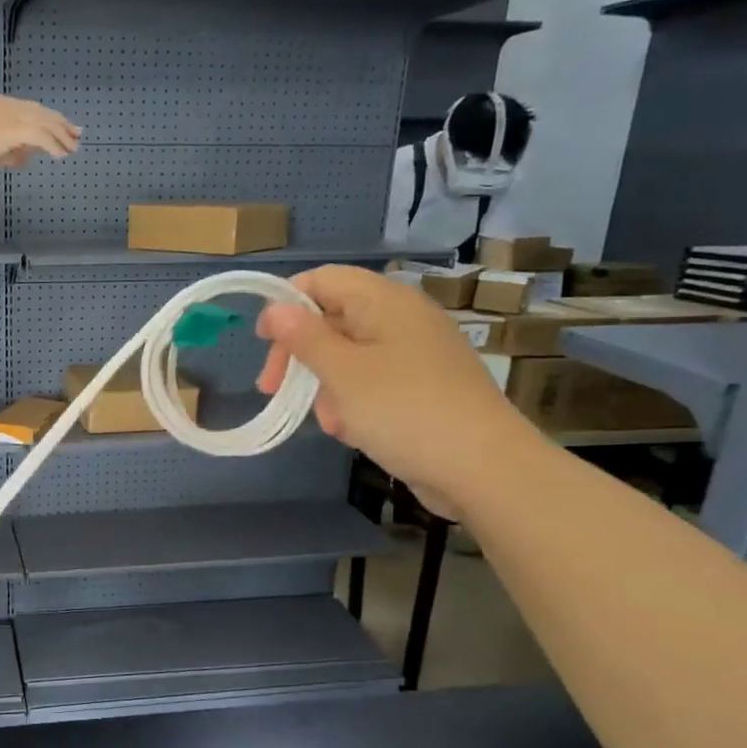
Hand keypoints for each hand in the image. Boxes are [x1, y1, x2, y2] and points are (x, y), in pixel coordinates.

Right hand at [0, 96, 80, 169]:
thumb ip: (7, 151)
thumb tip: (23, 159)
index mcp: (2, 105)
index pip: (32, 110)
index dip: (49, 118)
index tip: (62, 127)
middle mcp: (10, 106)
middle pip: (43, 113)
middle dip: (61, 124)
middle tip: (77, 134)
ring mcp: (12, 116)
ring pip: (45, 123)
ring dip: (61, 136)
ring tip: (73, 148)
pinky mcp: (13, 129)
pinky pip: (40, 136)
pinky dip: (53, 145)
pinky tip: (60, 155)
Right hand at [255, 266, 540, 519]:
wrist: (484, 468)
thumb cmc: (404, 410)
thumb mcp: (342, 372)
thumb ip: (304, 337)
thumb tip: (275, 307)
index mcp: (385, 302)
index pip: (324, 280)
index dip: (287, 303)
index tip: (262, 342)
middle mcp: (402, 319)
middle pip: (333, 318)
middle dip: (300, 353)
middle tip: (272, 388)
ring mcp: (416, 354)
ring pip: (350, 355)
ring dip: (324, 384)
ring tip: (326, 421)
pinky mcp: (423, 387)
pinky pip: (373, 381)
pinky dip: (352, 401)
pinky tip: (350, 431)